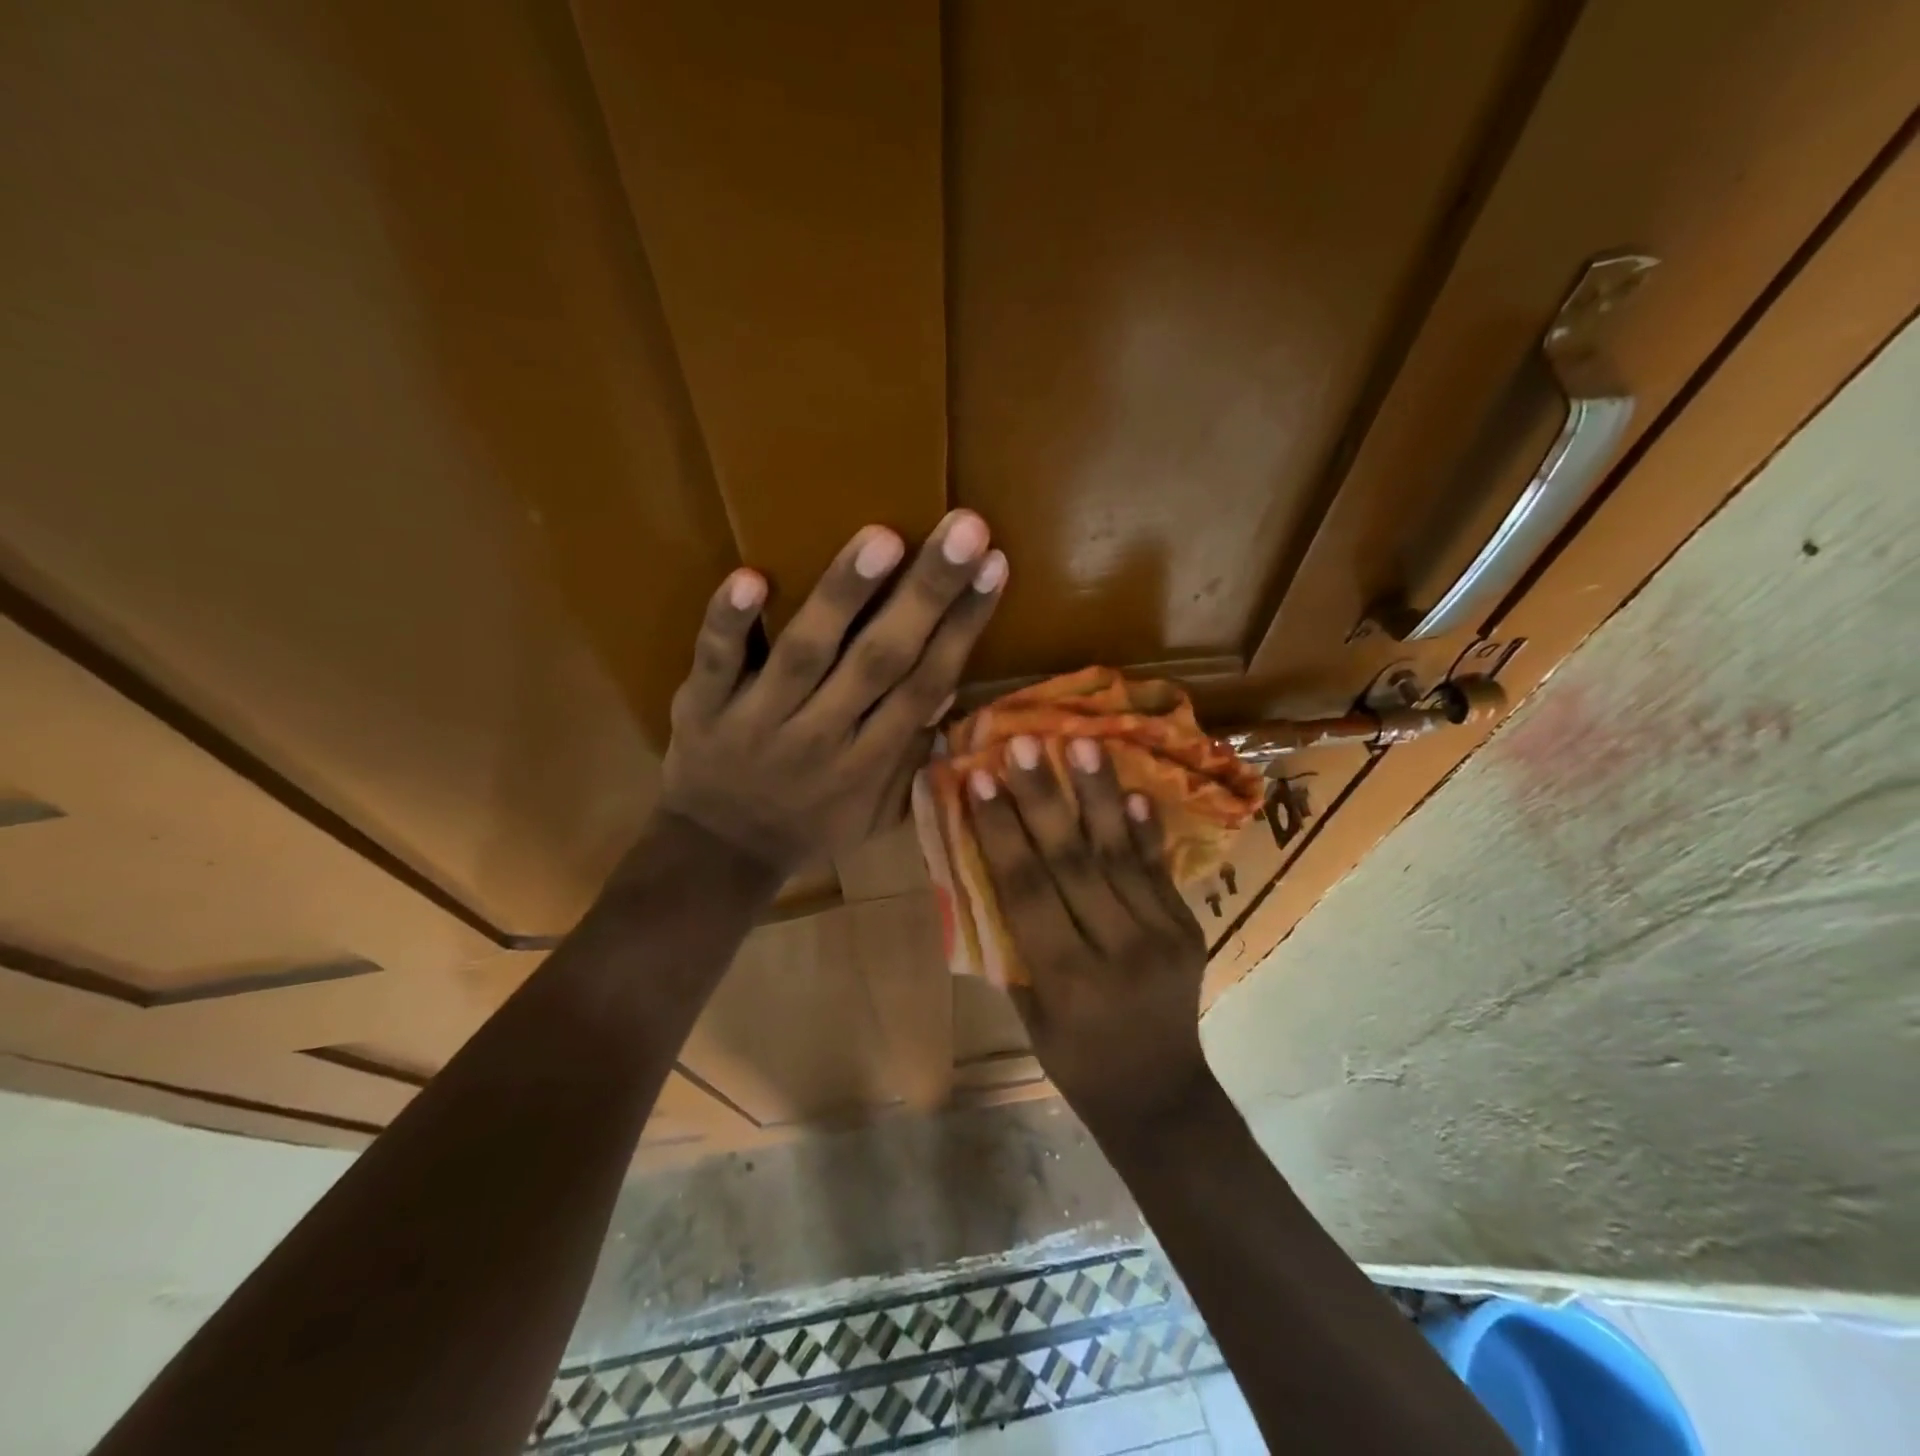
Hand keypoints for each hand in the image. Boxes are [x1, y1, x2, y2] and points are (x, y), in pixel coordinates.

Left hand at [658, 511, 1005, 873]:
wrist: (720, 855)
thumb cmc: (811, 825)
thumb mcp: (876, 809)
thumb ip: (913, 752)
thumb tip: (947, 688)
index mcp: (871, 760)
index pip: (926, 683)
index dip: (963, 626)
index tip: (995, 566)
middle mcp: (824, 735)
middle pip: (881, 659)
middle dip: (926, 594)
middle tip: (963, 528)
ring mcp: (760, 720)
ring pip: (807, 653)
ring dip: (844, 596)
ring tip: (883, 538)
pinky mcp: (704, 708)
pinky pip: (716, 662)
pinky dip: (730, 623)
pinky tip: (750, 575)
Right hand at [966, 735, 1214, 1140]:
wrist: (1160, 1097)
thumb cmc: (1075, 1061)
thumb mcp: (1030, 1012)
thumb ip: (1013, 941)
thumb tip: (991, 865)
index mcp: (1066, 981)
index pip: (1028, 891)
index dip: (1003, 832)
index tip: (982, 779)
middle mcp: (1117, 952)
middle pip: (1074, 863)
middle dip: (1045, 799)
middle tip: (1026, 743)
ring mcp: (1162, 937)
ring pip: (1120, 856)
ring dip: (1099, 795)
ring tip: (1083, 742)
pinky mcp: (1188, 928)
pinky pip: (1160, 870)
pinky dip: (1144, 829)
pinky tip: (1132, 789)